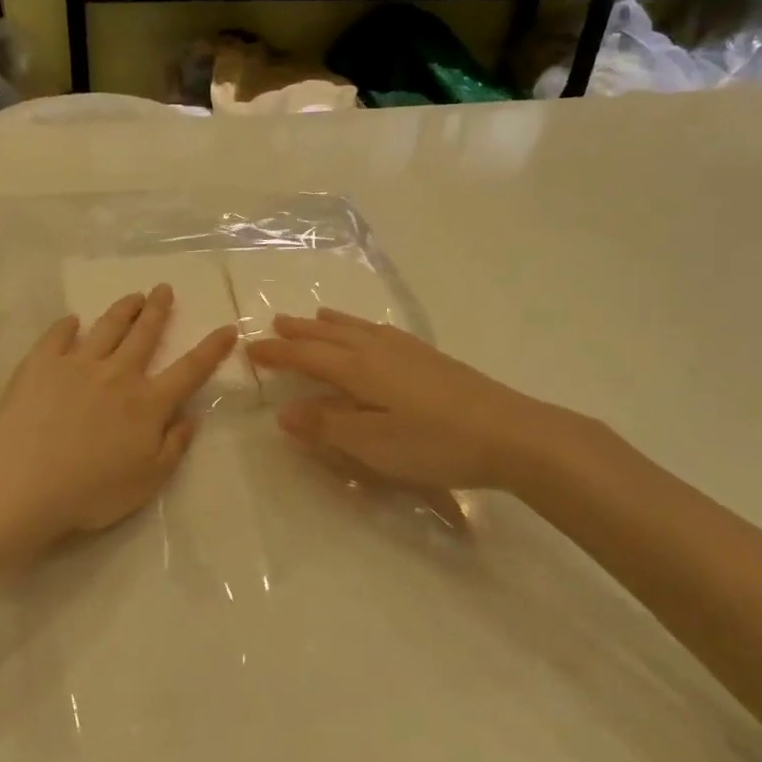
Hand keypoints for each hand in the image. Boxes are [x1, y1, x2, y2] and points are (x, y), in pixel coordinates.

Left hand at [0, 285, 236, 540]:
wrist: (24, 481)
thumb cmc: (92, 491)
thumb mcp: (148, 480)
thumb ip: (174, 446)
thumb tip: (191, 416)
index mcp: (148, 403)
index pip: (189, 370)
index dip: (211, 349)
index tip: (227, 328)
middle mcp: (118, 374)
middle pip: (144, 335)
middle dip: (158, 310)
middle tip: (164, 289)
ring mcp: (77, 364)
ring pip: (107, 327)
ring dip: (123, 309)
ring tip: (133, 296)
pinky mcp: (41, 364)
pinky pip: (57, 336)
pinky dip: (67, 326)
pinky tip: (72, 320)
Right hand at [245, 310, 585, 493]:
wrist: (510, 434)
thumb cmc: (434, 443)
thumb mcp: (372, 443)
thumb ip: (327, 425)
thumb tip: (285, 411)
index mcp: (358, 368)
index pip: (307, 356)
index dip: (278, 353)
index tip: (251, 349)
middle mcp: (378, 349)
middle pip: (330, 335)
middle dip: (300, 332)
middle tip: (275, 324)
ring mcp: (408, 351)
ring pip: (357, 329)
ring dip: (330, 325)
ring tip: (315, 318)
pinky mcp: (431, 359)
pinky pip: (381, 332)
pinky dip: (362, 328)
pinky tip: (371, 334)